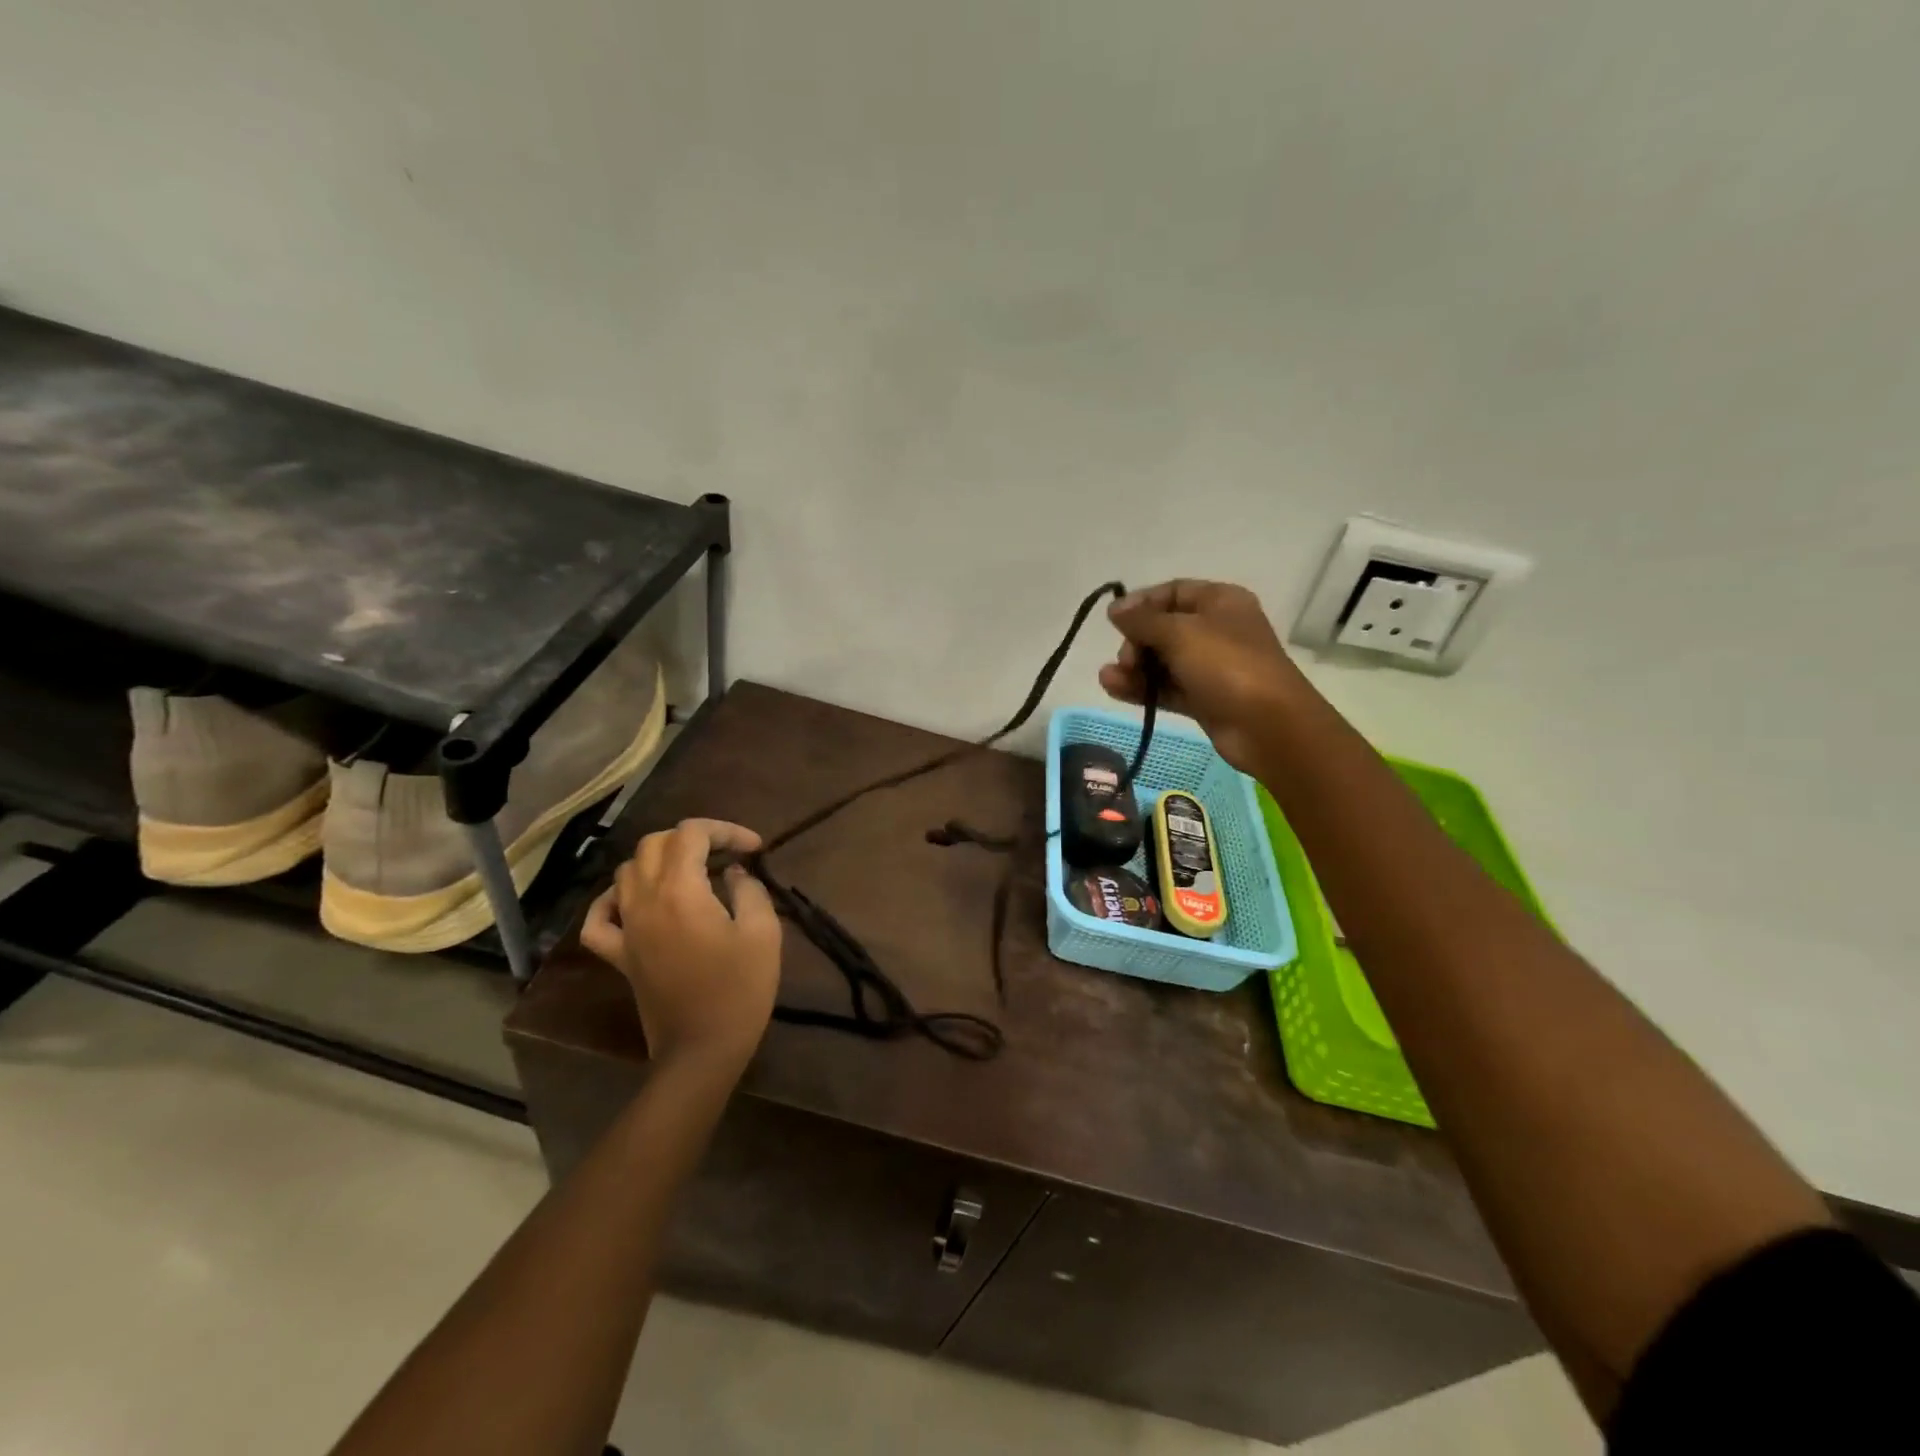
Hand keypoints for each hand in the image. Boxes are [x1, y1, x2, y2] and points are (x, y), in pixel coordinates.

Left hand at [580, 818, 781, 1070]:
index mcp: (680, 890)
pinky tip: (634, 900)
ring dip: (660, 860)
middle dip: (693, 838)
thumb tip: (735, 872)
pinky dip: (613, 899)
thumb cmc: (739, 989)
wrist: (701, 1050)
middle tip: (726, 854)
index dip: (725, 830)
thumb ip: (750, 890)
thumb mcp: (763, 933)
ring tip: (692, 872)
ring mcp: (625, 928)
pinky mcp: (618, 955)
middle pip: (655, 843)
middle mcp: (644, 900)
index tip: (754, 848)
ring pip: (627, 870)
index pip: (692, 833)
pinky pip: (599, 917)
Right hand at [1100, 579, 1304, 772]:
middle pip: (1163, 628)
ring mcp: (1210, 667)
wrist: (1268, 726)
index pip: (1172, 592)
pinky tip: (1114, 689)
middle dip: (1136, 641)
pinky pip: (1166, 687)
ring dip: (1134, 668)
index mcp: (1220, 601)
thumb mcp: (1180, 633)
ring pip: (1162, 661)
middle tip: (1127, 659)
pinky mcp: (1203, 699)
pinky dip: (1142, 688)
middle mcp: (1216, 630)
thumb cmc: (1227, 666)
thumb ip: (1142, 620)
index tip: (1114, 620)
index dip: (1141, 603)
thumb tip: (1114, 608)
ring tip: (1109, 678)